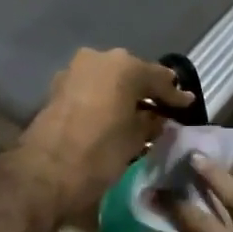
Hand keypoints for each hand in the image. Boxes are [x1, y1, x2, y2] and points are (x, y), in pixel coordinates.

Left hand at [18, 48, 193, 227]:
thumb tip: (159, 118)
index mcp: (124, 66)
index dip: (175, 95)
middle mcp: (99, 58)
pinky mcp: (58, 88)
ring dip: (124, 94)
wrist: (44, 172)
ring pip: (109, 80)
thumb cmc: (99, 153)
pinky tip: (115, 115)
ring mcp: (75, 70)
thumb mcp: (135, 139)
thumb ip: (152, 122)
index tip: (188, 105)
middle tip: (163, 108)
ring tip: (139, 114)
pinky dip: (105, 99)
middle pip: (132, 73)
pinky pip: (92, 88)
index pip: (159, 77)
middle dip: (147, 91)